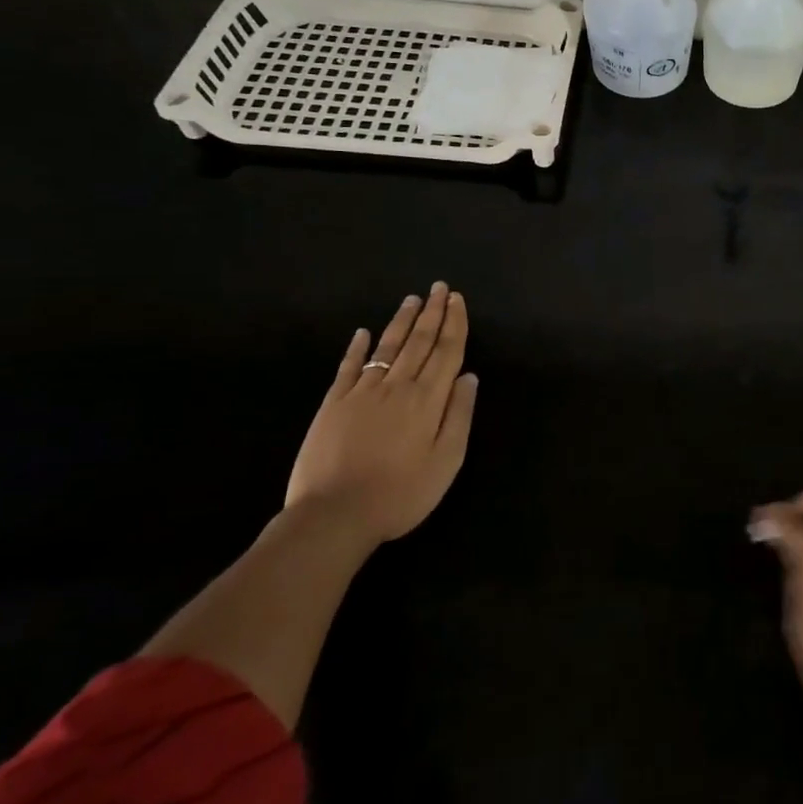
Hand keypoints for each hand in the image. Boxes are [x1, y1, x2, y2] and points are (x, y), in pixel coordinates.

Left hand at [285, 285, 477, 544]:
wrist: (334, 515)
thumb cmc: (401, 494)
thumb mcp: (446, 461)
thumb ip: (459, 415)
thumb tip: (469, 377)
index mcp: (428, 400)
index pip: (447, 352)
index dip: (455, 324)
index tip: (458, 299)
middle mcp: (397, 386)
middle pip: (419, 342)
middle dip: (432, 313)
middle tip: (439, 288)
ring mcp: (362, 392)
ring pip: (387, 348)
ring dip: (402, 322)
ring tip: (412, 300)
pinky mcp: (333, 404)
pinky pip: (349, 367)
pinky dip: (357, 348)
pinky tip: (363, 332)